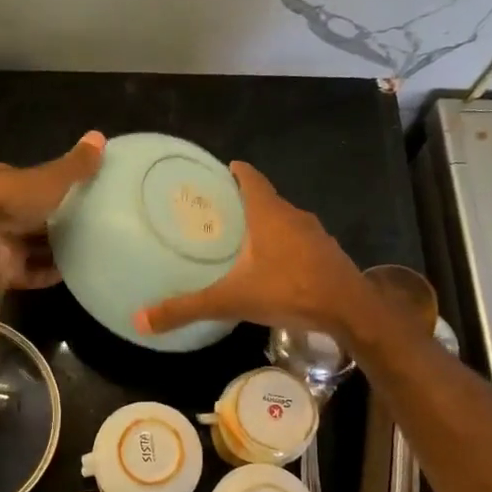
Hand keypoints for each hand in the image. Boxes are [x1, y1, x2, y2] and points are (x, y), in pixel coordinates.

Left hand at [0, 132, 105, 290]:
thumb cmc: (9, 202)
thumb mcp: (49, 179)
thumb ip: (75, 165)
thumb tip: (100, 136)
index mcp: (4, 183)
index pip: (31, 181)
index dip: (54, 185)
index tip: (83, 191)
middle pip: (32, 216)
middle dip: (57, 220)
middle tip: (93, 223)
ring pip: (31, 245)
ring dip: (55, 249)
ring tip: (91, 249)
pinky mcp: (1, 272)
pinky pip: (31, 272)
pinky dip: (49, 273)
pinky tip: (75, 273)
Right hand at [135, 160, 379, 341]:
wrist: (350, 311)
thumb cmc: (289, 291)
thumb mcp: (231, 300)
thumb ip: (187, 308)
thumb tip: (141, 319)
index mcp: (269, 214)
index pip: (250, 178)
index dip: (235, 172)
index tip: (219, 171)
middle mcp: (293, 216)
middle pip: (266, 199)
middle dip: (245, 201)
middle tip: (218, 211)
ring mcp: (315, 235)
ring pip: (285, 221)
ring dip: (266, 224)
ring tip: (242, 239)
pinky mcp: (327, 255)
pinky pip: (299, 241)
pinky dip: (283, 245)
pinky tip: (272, 266)